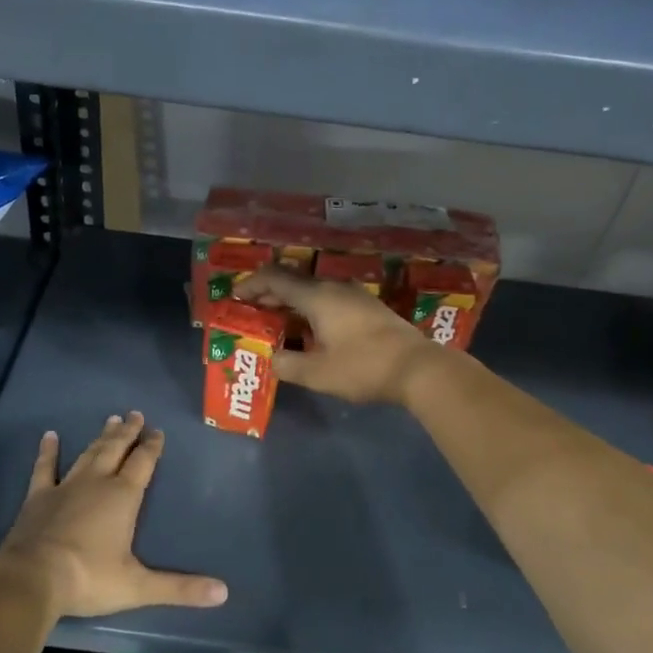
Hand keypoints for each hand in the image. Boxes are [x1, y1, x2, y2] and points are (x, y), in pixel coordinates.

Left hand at [0, 412, 227, 618]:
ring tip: (111, 420)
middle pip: (116, 450)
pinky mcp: (38, 498)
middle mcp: (97, 483)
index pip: (143, 463)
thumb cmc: (89, 579)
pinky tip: (50, 436)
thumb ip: (180, 588)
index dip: (152, 446)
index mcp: (123, 497)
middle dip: (128, 432)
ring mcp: (65, 487)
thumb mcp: (138, 587)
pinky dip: (48, 452)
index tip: (158, 431)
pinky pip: (44, 468)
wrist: (32, 580)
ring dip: (101, 438)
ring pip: (88, 454)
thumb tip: (223, 593)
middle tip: (135, 414)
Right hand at [236, 266, 434, 404]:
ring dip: (291, 304)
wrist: (418, 368)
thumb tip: (271, 358)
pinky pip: (329, 301)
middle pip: (294, 283)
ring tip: (276, 322)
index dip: (251, 285)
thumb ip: (287, 364)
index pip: (275, 279)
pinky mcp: (368, 309)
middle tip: (250, 311)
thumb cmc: (363, 367)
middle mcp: (334, 288)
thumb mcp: (317, 373)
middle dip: (269, 295)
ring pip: (313, 292)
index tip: (234, 296)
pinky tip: (309, 330)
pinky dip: (310, 310)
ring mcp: (354, 296)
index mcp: (317, 297)